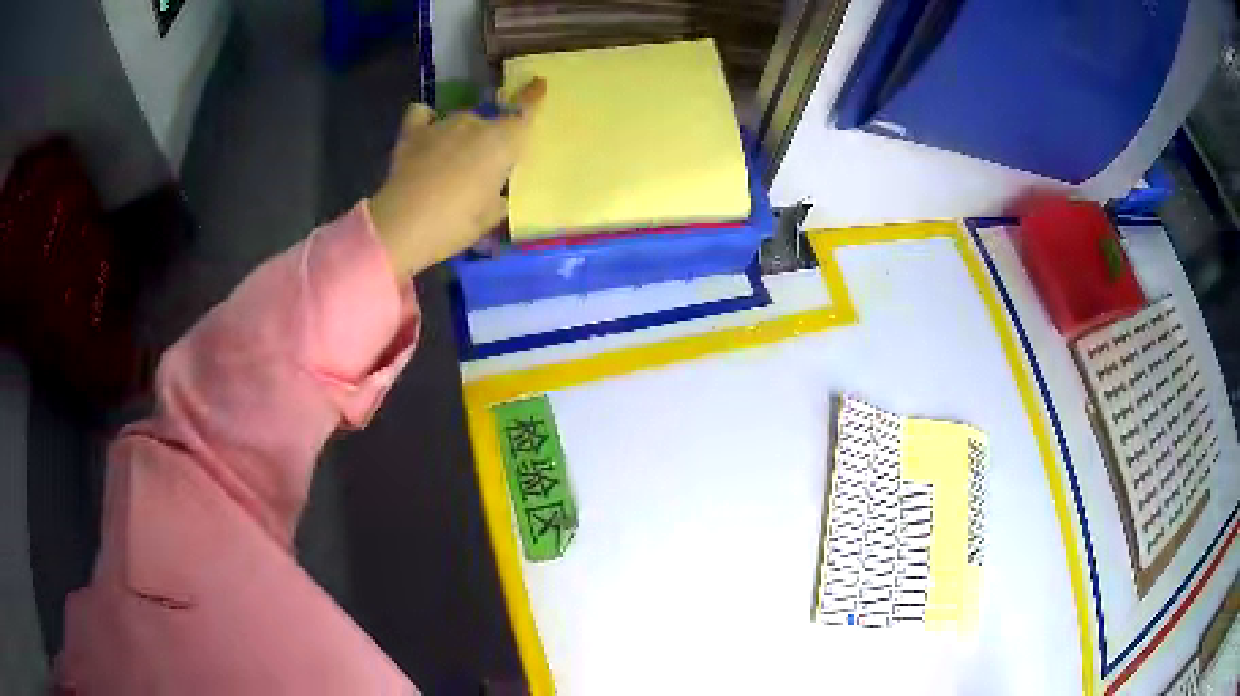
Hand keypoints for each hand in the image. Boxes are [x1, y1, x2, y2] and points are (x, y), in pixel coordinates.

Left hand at [368, 78, 545, 277]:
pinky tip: (426, 133)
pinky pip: (422, 115)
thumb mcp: (491, 215)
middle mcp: (474, 124)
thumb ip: (499, 194)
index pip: (524, 112)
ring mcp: (441, 125)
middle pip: (489, 123)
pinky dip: (427, 121)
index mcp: (502, 141)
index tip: (539, 84)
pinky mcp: (413, 134)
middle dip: (489, 140)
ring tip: (450, 163)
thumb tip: (495, 190)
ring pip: (459, 121)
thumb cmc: (457, 224)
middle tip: (481, 169)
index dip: (533, 97)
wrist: (404, 227)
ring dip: (460, 136)